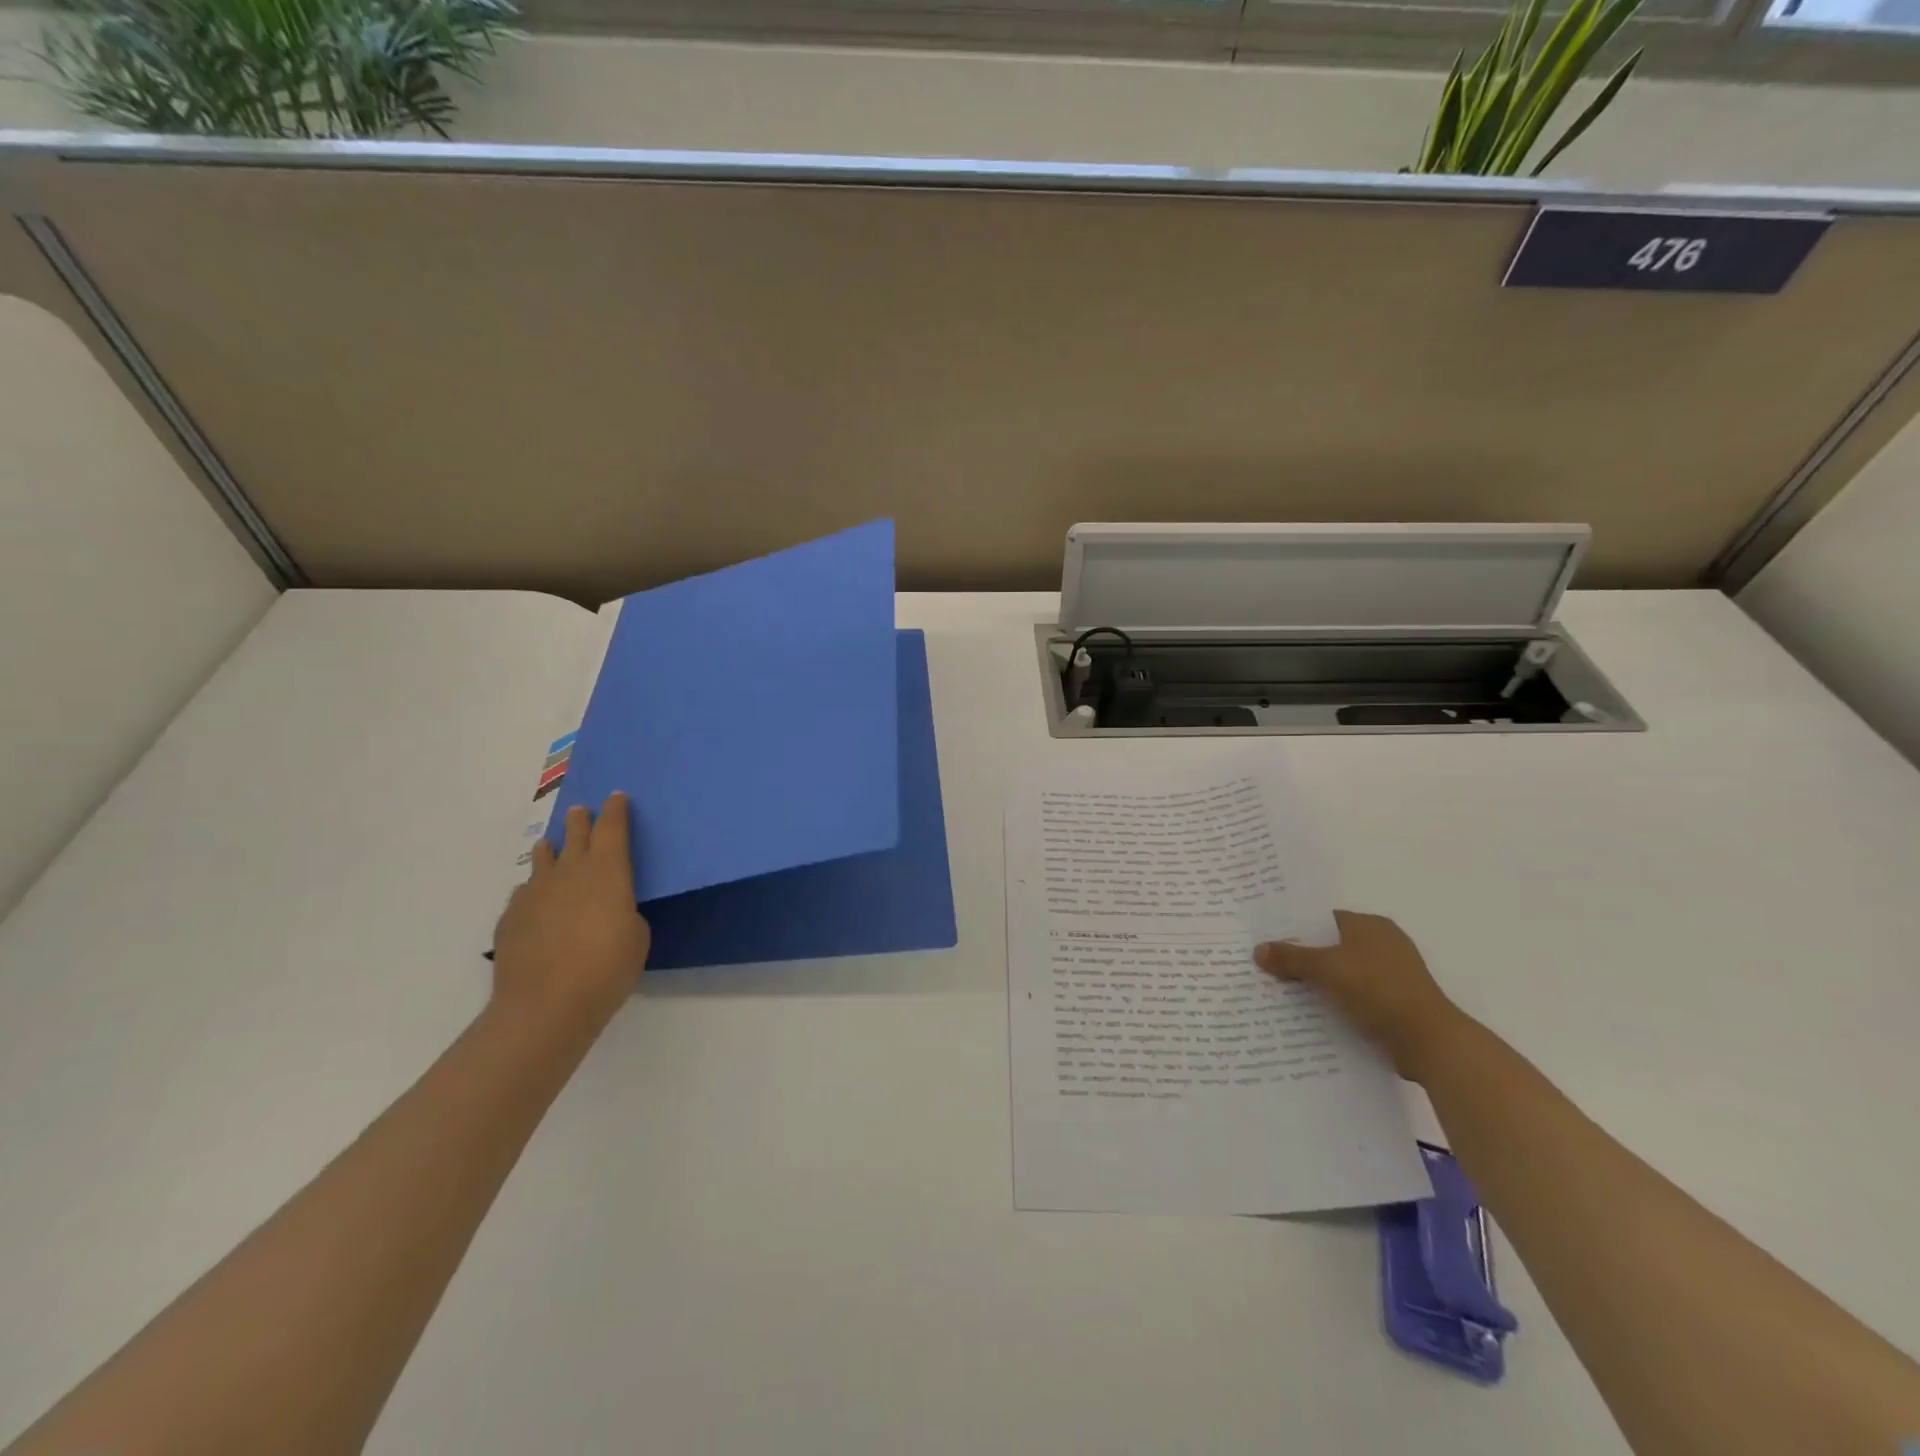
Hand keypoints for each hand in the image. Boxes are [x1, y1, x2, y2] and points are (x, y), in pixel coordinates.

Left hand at [492, 792, 650, 1034]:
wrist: (545, 1005)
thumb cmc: (607, 968)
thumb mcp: (636, 937)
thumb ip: (624, 912)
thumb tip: (608, 908)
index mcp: (607, 871)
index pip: (613, 828)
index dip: (616, 810)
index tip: (617, 797)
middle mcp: (569, 872)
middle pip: (575, 835)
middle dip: (581, 820)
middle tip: (580, 810)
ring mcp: (535, 892)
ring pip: (543, 858)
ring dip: (551, 849)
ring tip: (552, 847)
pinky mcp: (510, 917)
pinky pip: (525, 893)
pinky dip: (534, 890)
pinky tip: (536, 902)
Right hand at [1256, 911, 1467, 1081]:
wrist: (1429, 1041)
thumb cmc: (1378, 990)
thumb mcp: (1327, 969)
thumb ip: (1291, 958)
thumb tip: (1258, 949)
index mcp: (1370, 925)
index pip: (1323, 919)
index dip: (1295, 927)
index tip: (1267, 937)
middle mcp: (1383, 943)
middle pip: (1331, 946)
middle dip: (1302, 956)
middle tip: (1267, 964)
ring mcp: (1391, 974)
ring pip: (1342, 972)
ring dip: (1318, 982)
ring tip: (1281, 990)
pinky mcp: (1395, 1002)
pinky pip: (1355, 995)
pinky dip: (1336, 1001)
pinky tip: (1311, 1012)